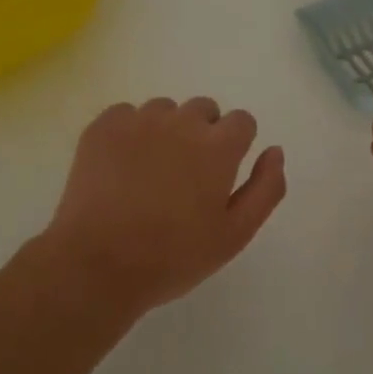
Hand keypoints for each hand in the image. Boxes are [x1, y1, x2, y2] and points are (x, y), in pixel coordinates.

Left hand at [41, 97, 286, 315]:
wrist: (97, 264)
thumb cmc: (173, 256)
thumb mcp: (235, 235)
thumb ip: (265, 189)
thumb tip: (274, 151)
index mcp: (218, 147)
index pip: (242, 120)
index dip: (236, 145)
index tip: (221, 173)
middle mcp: (181, 122)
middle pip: (203, 109)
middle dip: (203, 134)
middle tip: (186, 177)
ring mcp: (138, 120)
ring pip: (164, 110)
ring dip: (166, 131)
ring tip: (150, 173)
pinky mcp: (102, 127)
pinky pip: (126, 114)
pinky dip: (130, 133)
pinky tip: (121, 168)